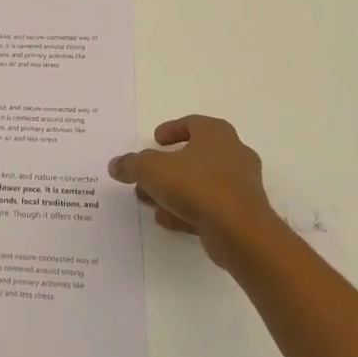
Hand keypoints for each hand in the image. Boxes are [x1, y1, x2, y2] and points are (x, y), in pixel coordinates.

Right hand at [110, 116, 280, 268]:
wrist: (240, 232)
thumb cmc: (197, 186)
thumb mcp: (152, 169)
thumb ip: (131, 164)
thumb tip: (116, 164)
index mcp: (216, 134)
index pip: (192, 123)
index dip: (171, 130)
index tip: (155, 141)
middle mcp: (233, 154)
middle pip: (195, 155)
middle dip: (168, 166)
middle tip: (147, 175)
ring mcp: (241, 185)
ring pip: (201, 183)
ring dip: (175, 191)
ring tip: (151, 201)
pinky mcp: (241, 214)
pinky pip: (210, 207)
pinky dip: (188, 211)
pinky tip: (167, 220)